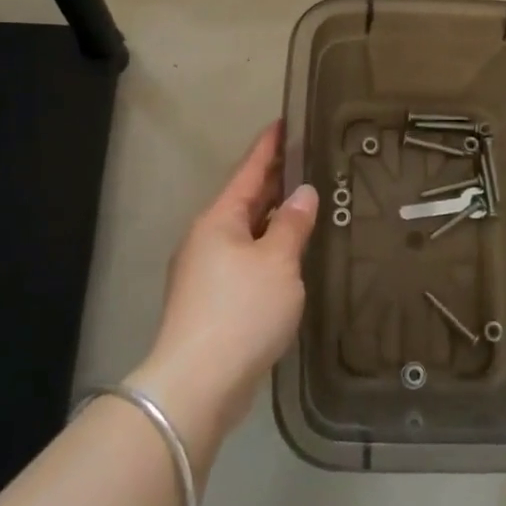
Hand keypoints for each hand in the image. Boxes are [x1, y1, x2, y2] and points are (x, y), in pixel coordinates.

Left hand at [130, 121, 317, 466]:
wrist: (198, 382)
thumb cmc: (241, 310)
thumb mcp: (277, 262)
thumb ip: (293, 225)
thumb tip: (304, 194)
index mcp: (219, 219)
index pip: (248, 170)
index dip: (269, 146)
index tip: (285, 122)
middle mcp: (208, 238)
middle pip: (245, 199)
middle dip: (274, 180)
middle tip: (308, 160)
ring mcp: (206, 271)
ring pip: (246, 232)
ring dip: (273, 218)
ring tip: (306, 204)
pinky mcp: (212, 301)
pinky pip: (246, 260)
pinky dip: (268, 249)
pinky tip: (289, 256)